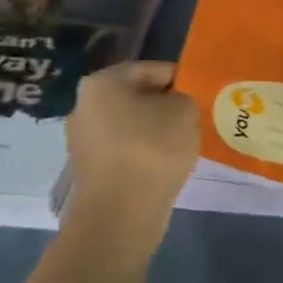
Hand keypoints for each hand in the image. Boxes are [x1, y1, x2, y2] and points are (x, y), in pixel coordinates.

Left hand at [65, 61, 198, 211]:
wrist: (120, 213)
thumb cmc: (152, 150)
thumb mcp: (185, 111)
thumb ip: (183, 98)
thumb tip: (173, 106)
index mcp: (102, 82)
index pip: (151, 69)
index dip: (181, 79)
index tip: (201, 94)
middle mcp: (83, 105)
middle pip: (136, 97)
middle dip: (164, 106)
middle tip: (193, 118)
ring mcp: (81, 139)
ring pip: (129, 125)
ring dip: (153, 131)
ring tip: (181, 144)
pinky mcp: (87, 169)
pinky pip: (123, 150)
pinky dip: (142, 153)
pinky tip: (163, 165)